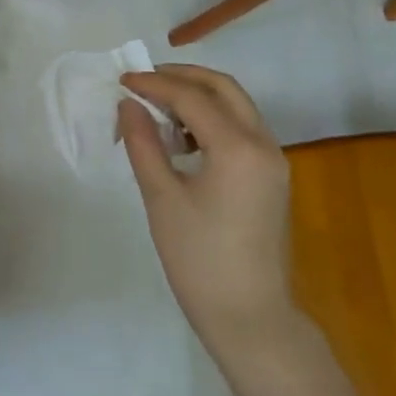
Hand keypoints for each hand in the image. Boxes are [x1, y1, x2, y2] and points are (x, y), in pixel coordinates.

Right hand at [118, 65, 296, 352]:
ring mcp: (273, 161)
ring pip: (236, 106)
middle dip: (182, 77)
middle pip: (223, 88)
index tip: (122, 81)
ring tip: (157, 107)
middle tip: (144, 81)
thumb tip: (128, 105)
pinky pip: (242, 129)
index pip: (191, 97)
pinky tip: (181, 138)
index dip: (153, 84)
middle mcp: (263, 144)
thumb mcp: (161, 197)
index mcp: (238, 147)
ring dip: (198, 96)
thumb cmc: (199, 259)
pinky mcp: (271, 177)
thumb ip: (143, 143)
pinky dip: (211, 119)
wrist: (250, 318)